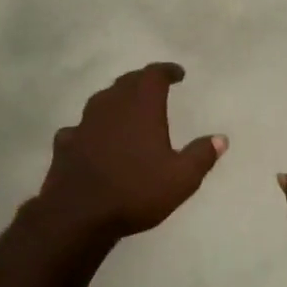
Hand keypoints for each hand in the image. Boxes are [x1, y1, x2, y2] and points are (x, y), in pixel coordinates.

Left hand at [33, 63, 225, 241]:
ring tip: (127, 110)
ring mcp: (84, 123)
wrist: (78, 215)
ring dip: (116, 100)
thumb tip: (220, 138)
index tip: (178, 74)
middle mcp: (111, 106)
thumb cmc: (136, 192)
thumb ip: (201, 155)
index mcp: (141, 107)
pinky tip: (93, 139)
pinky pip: (80, 127)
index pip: (153, 75)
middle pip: (126, 82)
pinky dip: (92, 129)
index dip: (166, 71)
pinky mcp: (65, 143)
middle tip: (154, 88)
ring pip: (102, 101)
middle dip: (142, 81)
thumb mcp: (181, 179)